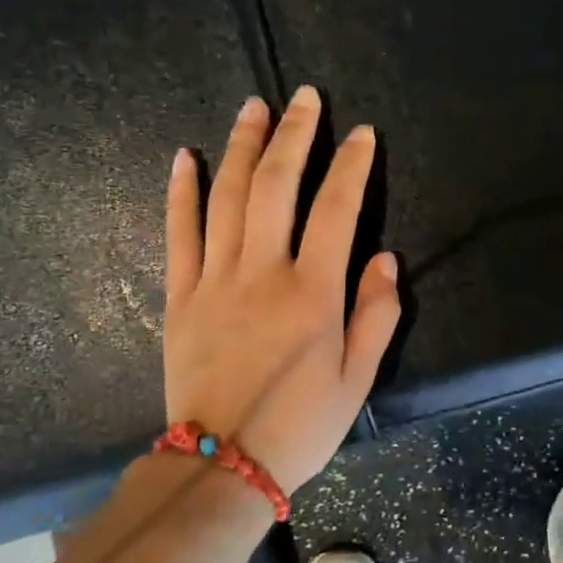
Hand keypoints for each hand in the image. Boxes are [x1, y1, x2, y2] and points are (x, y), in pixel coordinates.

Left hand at [162, 87, 399, 493]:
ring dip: (241, 147)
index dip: (351, 166)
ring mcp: (215, 280)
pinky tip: (184, 158)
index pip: (337, 210)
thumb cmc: (300, 426)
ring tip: (253, 107)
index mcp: (313, 294)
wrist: (220, 464)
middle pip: (276, 185)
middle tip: (304, 98)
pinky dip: (181, 193)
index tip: (361, 134)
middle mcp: (263, 273)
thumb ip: (376, 315)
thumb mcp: (357, 380)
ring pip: (227, 198)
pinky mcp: (180, 296)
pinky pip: (179, 234)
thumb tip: (384, 258)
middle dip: (293, 135)